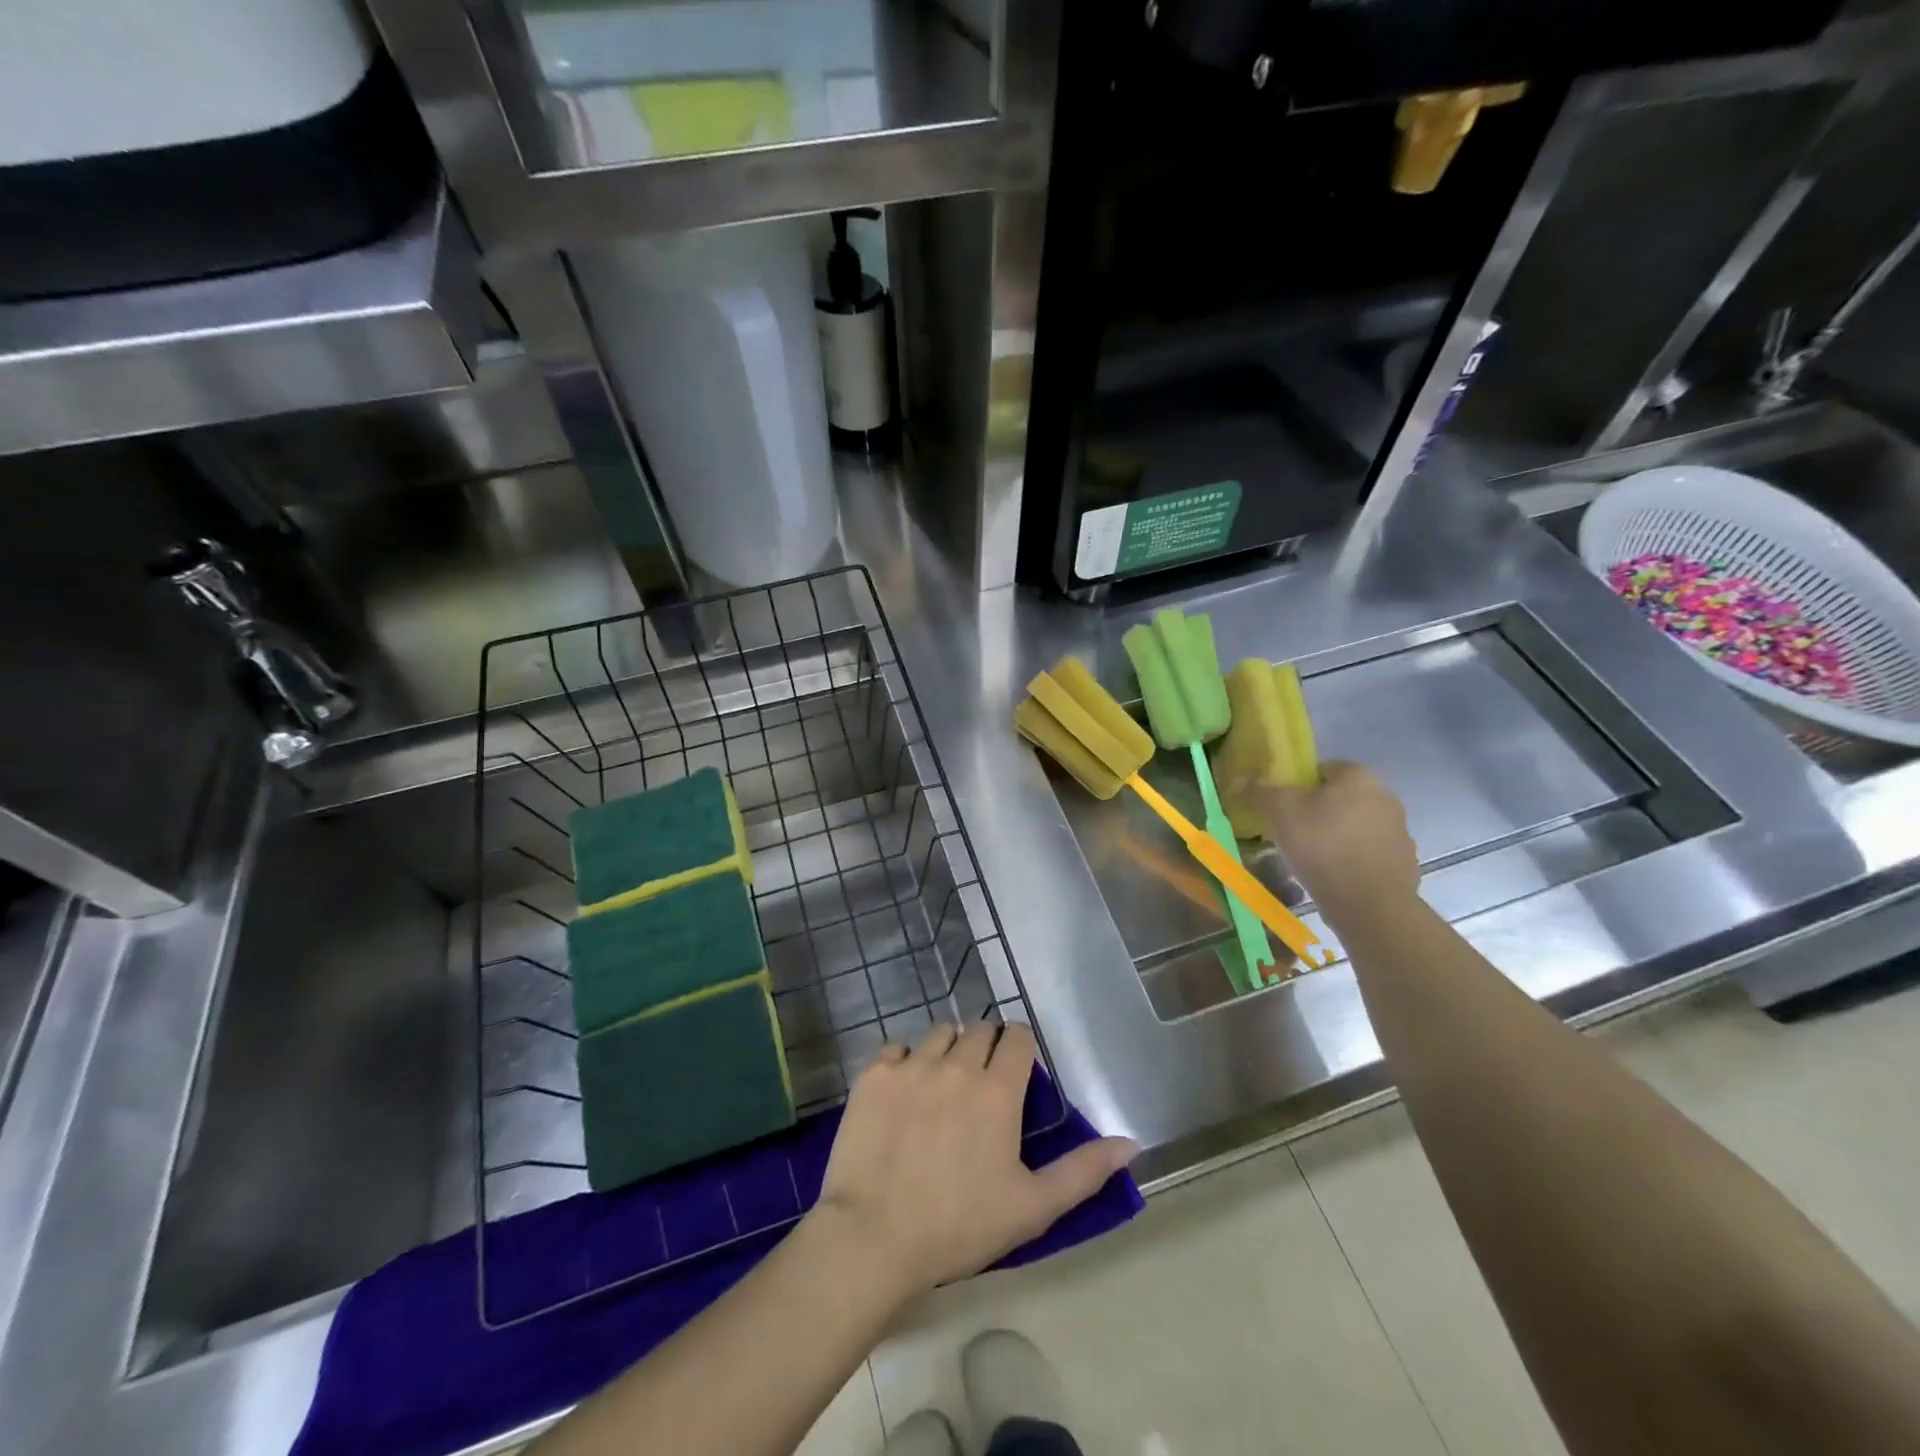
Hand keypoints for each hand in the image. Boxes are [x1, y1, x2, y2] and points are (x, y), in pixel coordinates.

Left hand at [811, 1023, 1136, 1298]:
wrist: (873, 1237)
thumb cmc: (959, 1226)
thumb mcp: (1032, 1207)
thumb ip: (1083, 1170)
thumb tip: (1130, 1143)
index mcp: (997, 1090)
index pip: (1018, 1036)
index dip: (1020, 1049)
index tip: (1017, 1073)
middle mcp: (957, 1065)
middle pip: (979, 1029)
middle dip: (986, 1048)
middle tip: (981, 1086)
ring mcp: (912, 1066)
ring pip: (939, 1034)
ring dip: (947, 1050)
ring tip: (942, 1087)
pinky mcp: (874, 1074)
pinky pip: (896, 1048)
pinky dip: (904, 1063)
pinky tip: (902, 1095)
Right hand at [1241, 761, 1418, 926]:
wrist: (1369, 904)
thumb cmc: (1322, 845)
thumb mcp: (1280, 812)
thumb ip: (1259, 791)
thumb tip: (1238, 780)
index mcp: (1359, 776)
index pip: (1322, 769)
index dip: (1297, 785)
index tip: (1281, 807)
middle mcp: (1386, 797)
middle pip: (1340, 798)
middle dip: (1316, 811)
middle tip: (1290, 831)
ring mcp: (1399, 832)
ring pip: (1354, 826)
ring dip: (1335, 836)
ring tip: (1308, 858)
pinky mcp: (1403, 864)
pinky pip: (1367, 854)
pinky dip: (1350, 860)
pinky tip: (1331, 876)